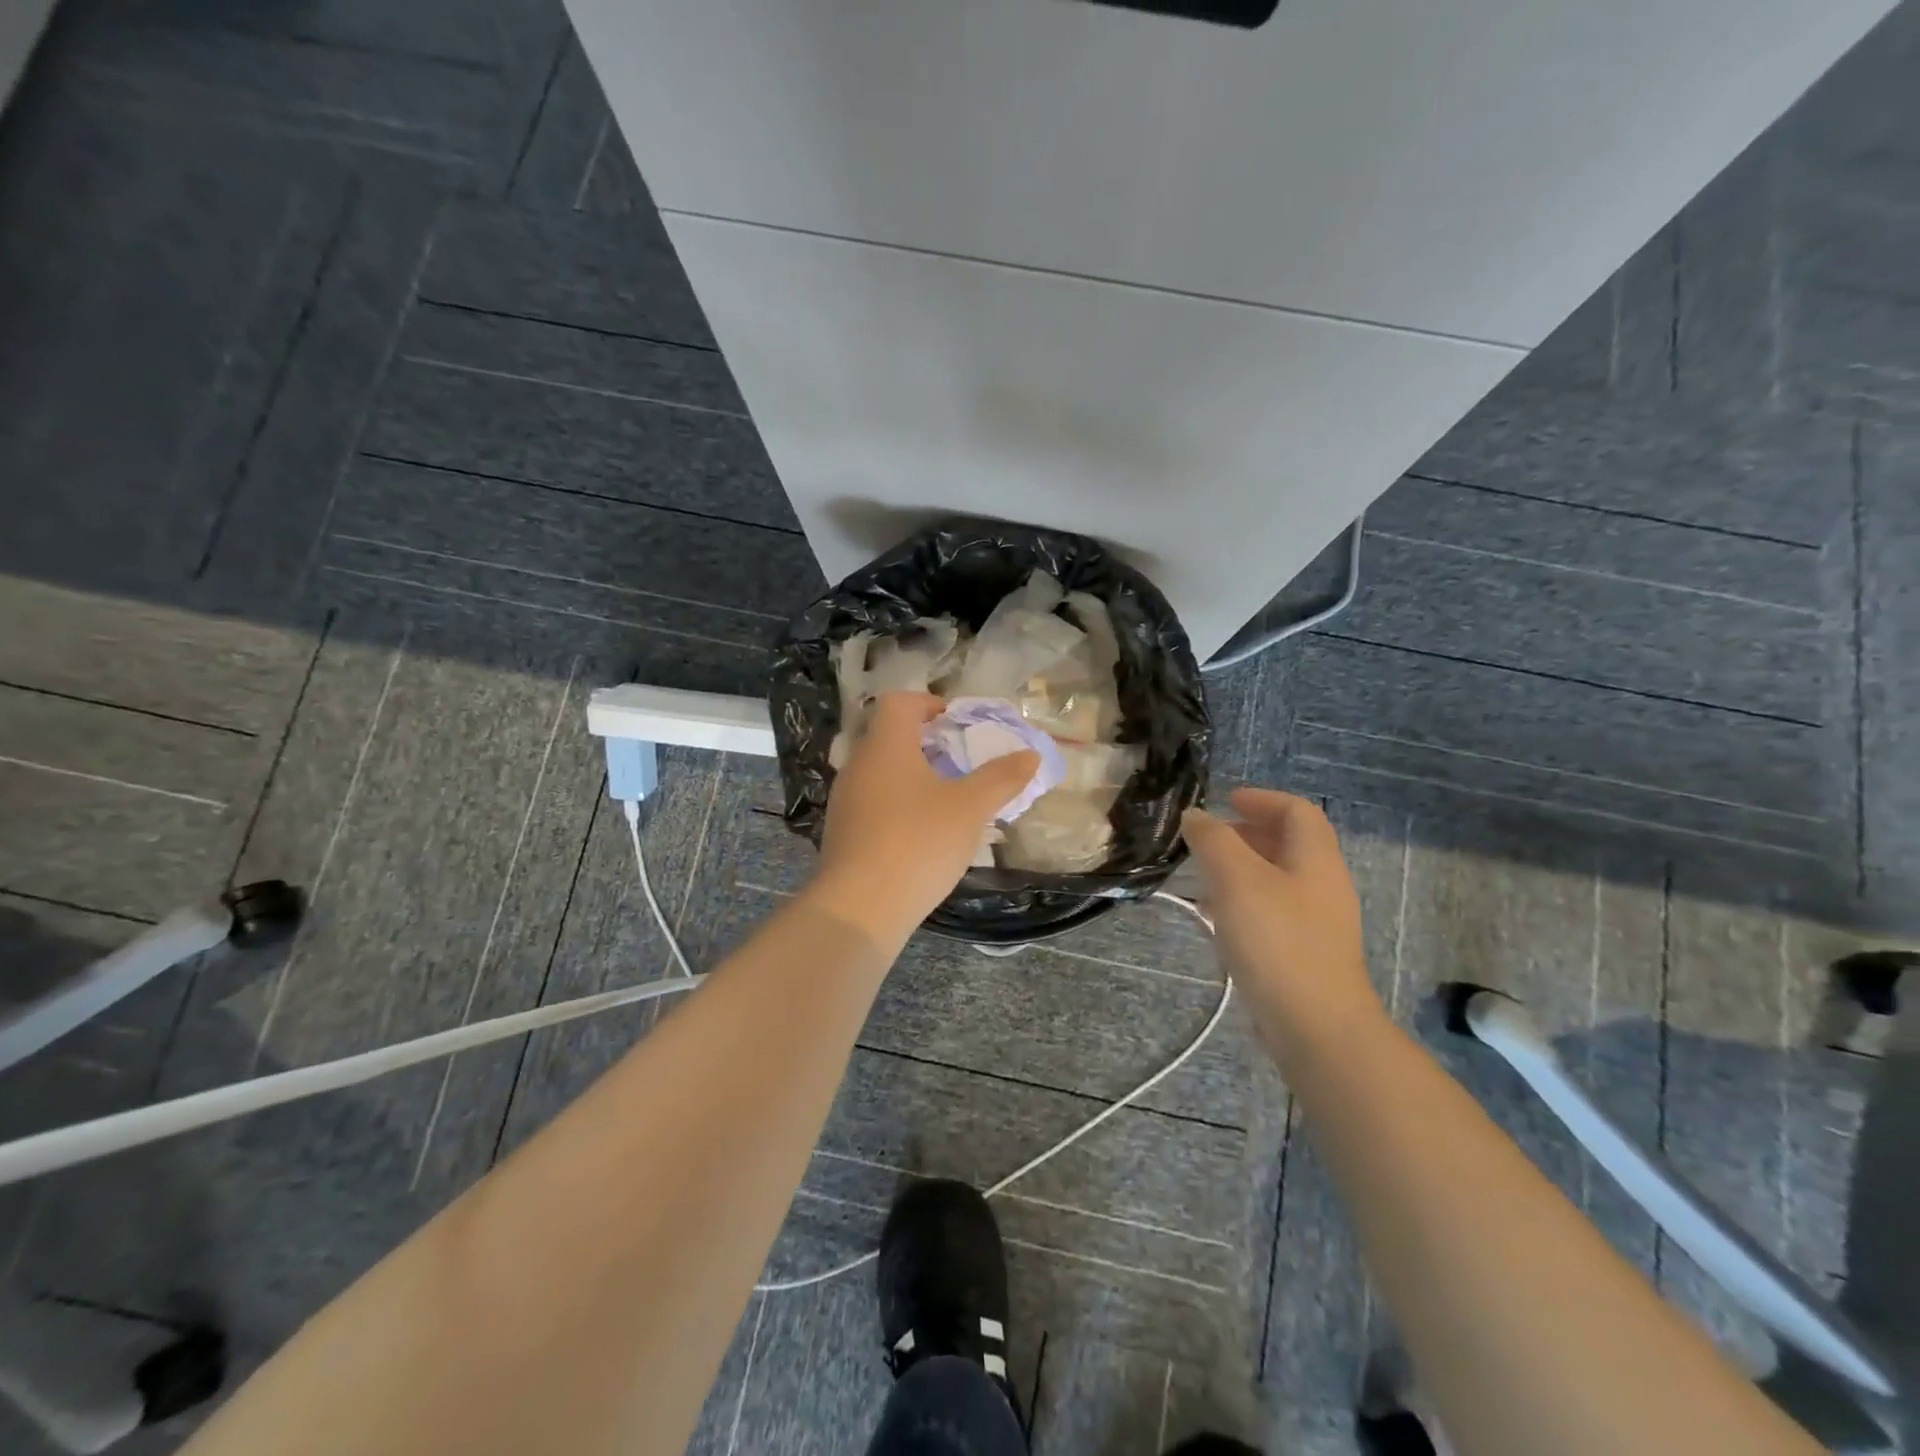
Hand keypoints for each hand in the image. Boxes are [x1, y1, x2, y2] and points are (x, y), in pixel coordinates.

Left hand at [807, 693, 1040, 949]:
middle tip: (956, 760)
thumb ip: (1001, 777)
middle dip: (923, 743)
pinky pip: (872, 803)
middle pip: (887, 736)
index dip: (926, 703)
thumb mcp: (970, 808)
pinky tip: (920, 834)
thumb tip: (1030, 754)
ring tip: (944, 798)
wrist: (860, 908)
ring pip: (879, 772)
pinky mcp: (842, 833)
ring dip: (910, 775)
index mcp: (886, 746)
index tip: (952, 721)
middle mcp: (858, 765)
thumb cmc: (918, 842)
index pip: (898, 703)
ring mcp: (845, 801)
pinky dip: (896, 805)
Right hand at [1181, 787, 1386, 1056]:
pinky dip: (1243, 902)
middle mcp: (1323, 885)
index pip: (1297, 811)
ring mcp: (1317, 923)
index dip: (1262, 799)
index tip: (1225, 801)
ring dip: (1240, 870)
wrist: (1315, 1026)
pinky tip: (1215, 919)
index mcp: (1315, 859)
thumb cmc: (1277, 940)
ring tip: (1202, 877)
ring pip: (1277, 880)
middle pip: (1289, 844)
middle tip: (1208, 839)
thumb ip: (1214, 840)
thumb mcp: (1237, 879)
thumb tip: (1196, 816)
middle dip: (1247, 834)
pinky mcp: (1304, 954)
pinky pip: (1272, 912)